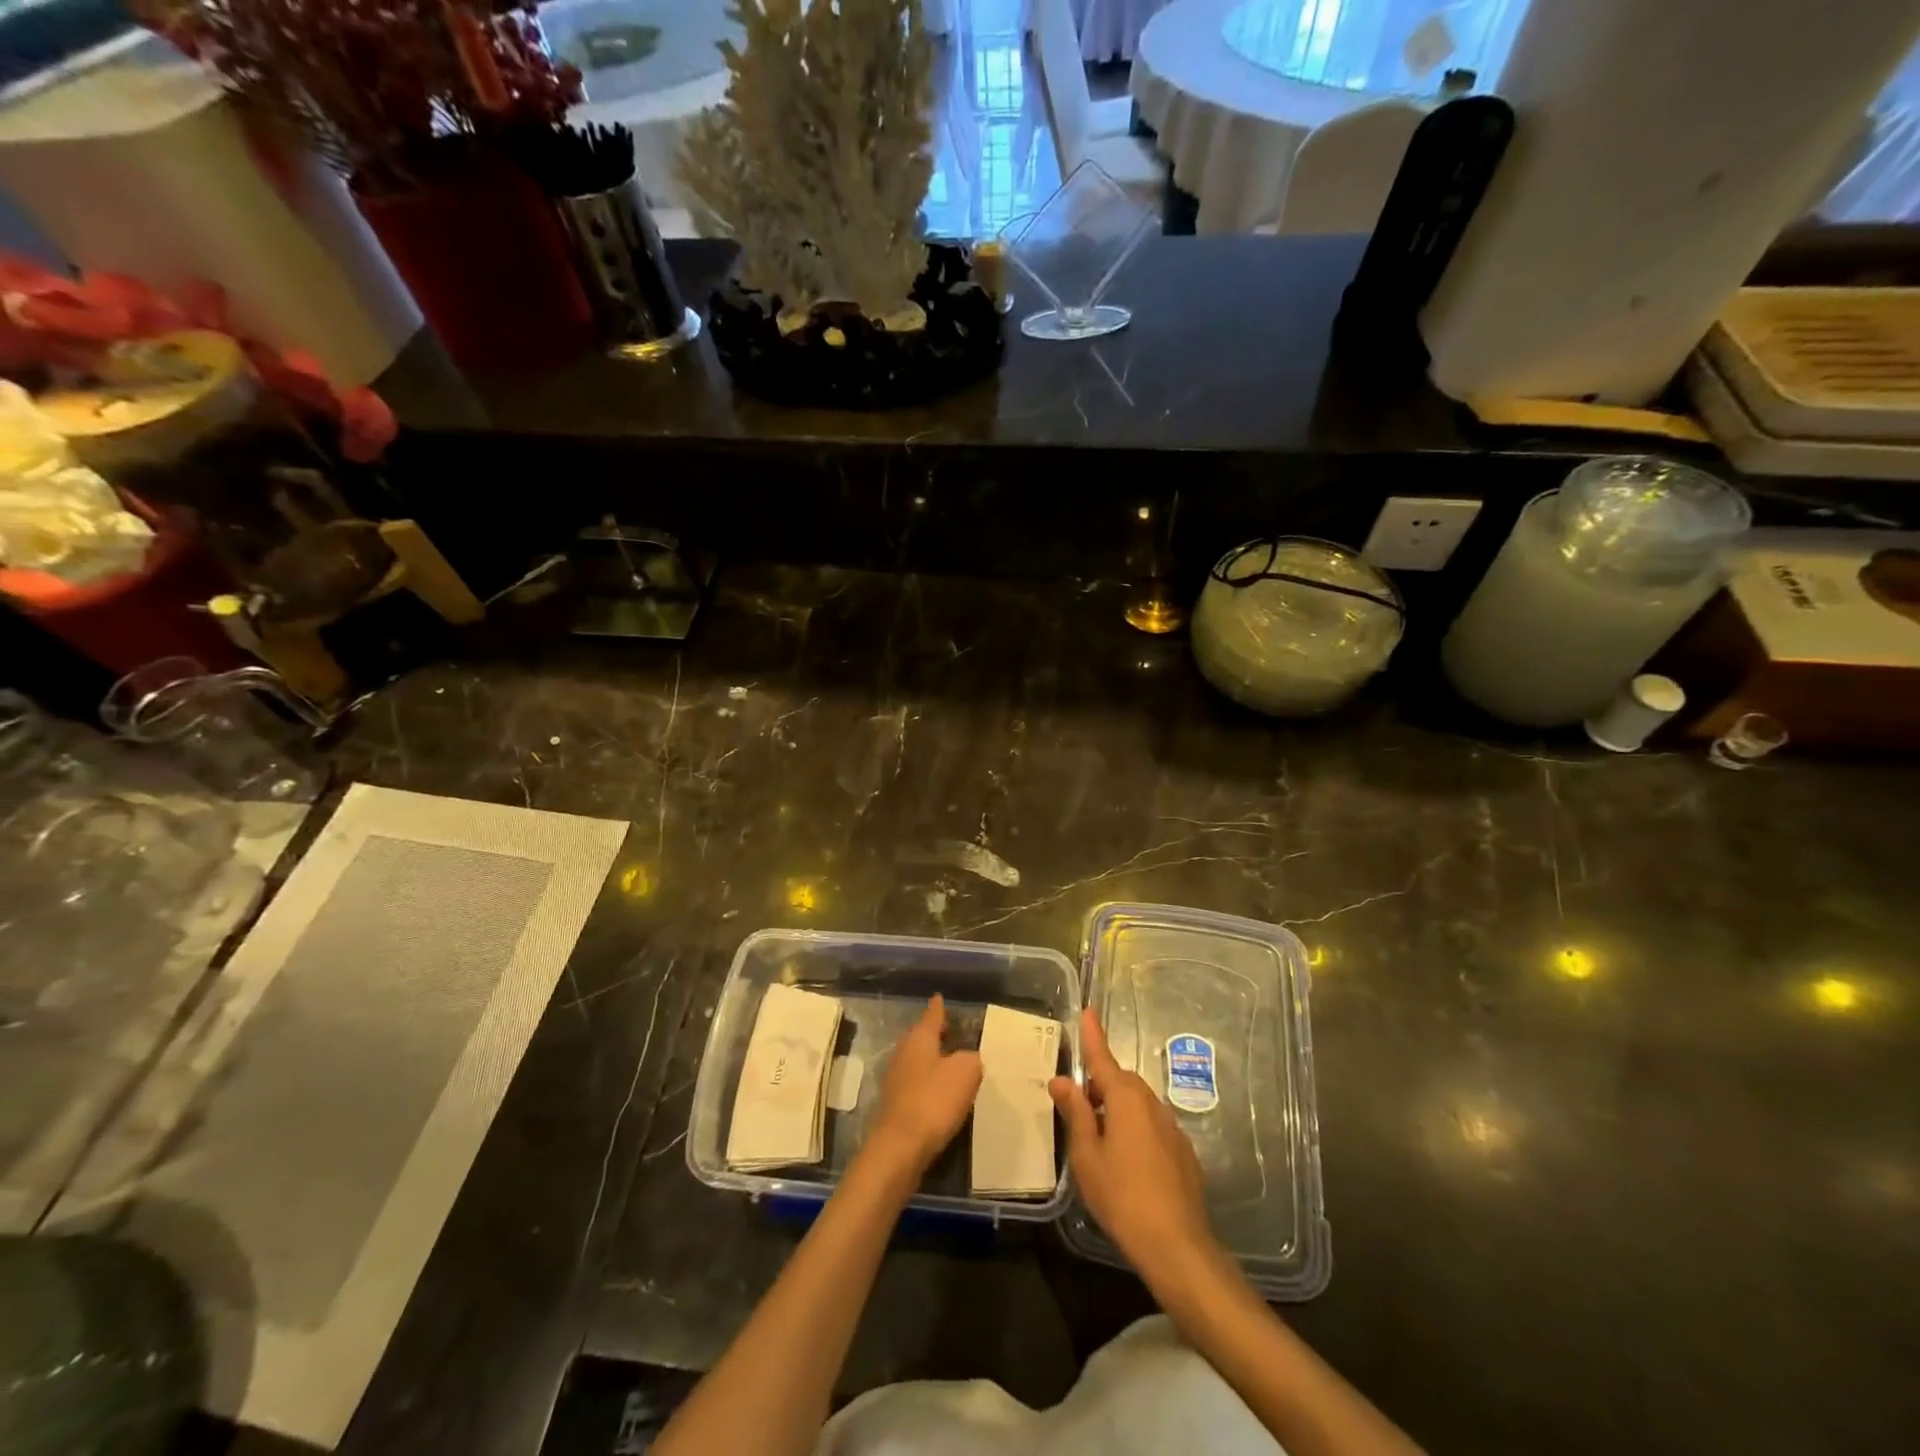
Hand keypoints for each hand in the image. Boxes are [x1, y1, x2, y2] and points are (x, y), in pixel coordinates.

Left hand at [866, 994, 982, 1177]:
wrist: (901, 1147)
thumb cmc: (934, 1099)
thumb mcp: (966, 1071)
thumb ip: (971, 1059)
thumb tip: (968, 1059)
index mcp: (919, 1038)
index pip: (932, 1015)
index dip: (939, 1007)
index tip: (940, 997)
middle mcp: (904, 1053)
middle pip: (923, 1038)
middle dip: (937, 1035)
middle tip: (955, 1031)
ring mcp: (897, 1079)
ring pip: (919, 1061)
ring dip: (935, 1061)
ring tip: (954, 1063)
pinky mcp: (897, 1105)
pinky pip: (918, 1085)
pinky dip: (930, 1085)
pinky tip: (943, 1094)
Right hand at [1049, 1009, 1213, 1277]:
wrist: (1176, 1244)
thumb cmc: (1122, 1196)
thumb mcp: (1087, 1155)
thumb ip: (1075, 1113)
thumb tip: (1061, 1080)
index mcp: (1125, 1097)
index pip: (1103, 1057)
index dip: (1093, 1035)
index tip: (1088, 1010)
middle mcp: (1151, 1103)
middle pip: (1120, 1082)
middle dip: (1099, 1087)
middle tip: (1077, 1109)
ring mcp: (1172, 1127)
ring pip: (1137, 1105)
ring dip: (1117, 1110)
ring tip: (1099, 1140)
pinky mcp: (1183, 1151)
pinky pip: (1152, 1126)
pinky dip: (1135, 1131)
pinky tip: (1127, 1163)